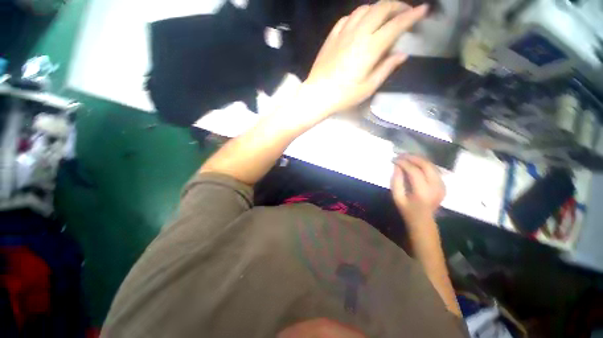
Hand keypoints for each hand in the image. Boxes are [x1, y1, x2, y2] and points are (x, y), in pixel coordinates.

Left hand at [302, 1, 427, 115]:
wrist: (318, 95)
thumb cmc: (343, 96)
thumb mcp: (368, 87)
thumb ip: (386, 68)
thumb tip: (401, 55)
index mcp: (370, 47)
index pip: (396, 24)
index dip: (412, 15)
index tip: (423, 11)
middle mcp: (358, 33)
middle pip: (382, 8)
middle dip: (397, 6)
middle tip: (405, 13)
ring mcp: (343, 33)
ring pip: (365, 8)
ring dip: (378, 9)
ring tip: (384, 18)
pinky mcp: (332, 36)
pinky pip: (348, 17)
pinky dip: (360, 16)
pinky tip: (361, 23)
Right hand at [390, 155, 444, 226]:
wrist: (423, 221)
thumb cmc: (407, 210)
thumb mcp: (397, 197)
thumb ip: (396, 181)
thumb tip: (397, 166)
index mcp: (422, 192)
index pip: (414, 171)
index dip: (404, 163)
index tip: (394, 159)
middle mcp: (435, 187)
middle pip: (426, 165)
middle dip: (413, 157)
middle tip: (401, 155)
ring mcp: (442, 186)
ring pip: (432, 165)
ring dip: (419, 159)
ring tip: (407, 157)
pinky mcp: (443, 185)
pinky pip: (434, 169)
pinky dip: (424, 164)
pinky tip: (415, 164)